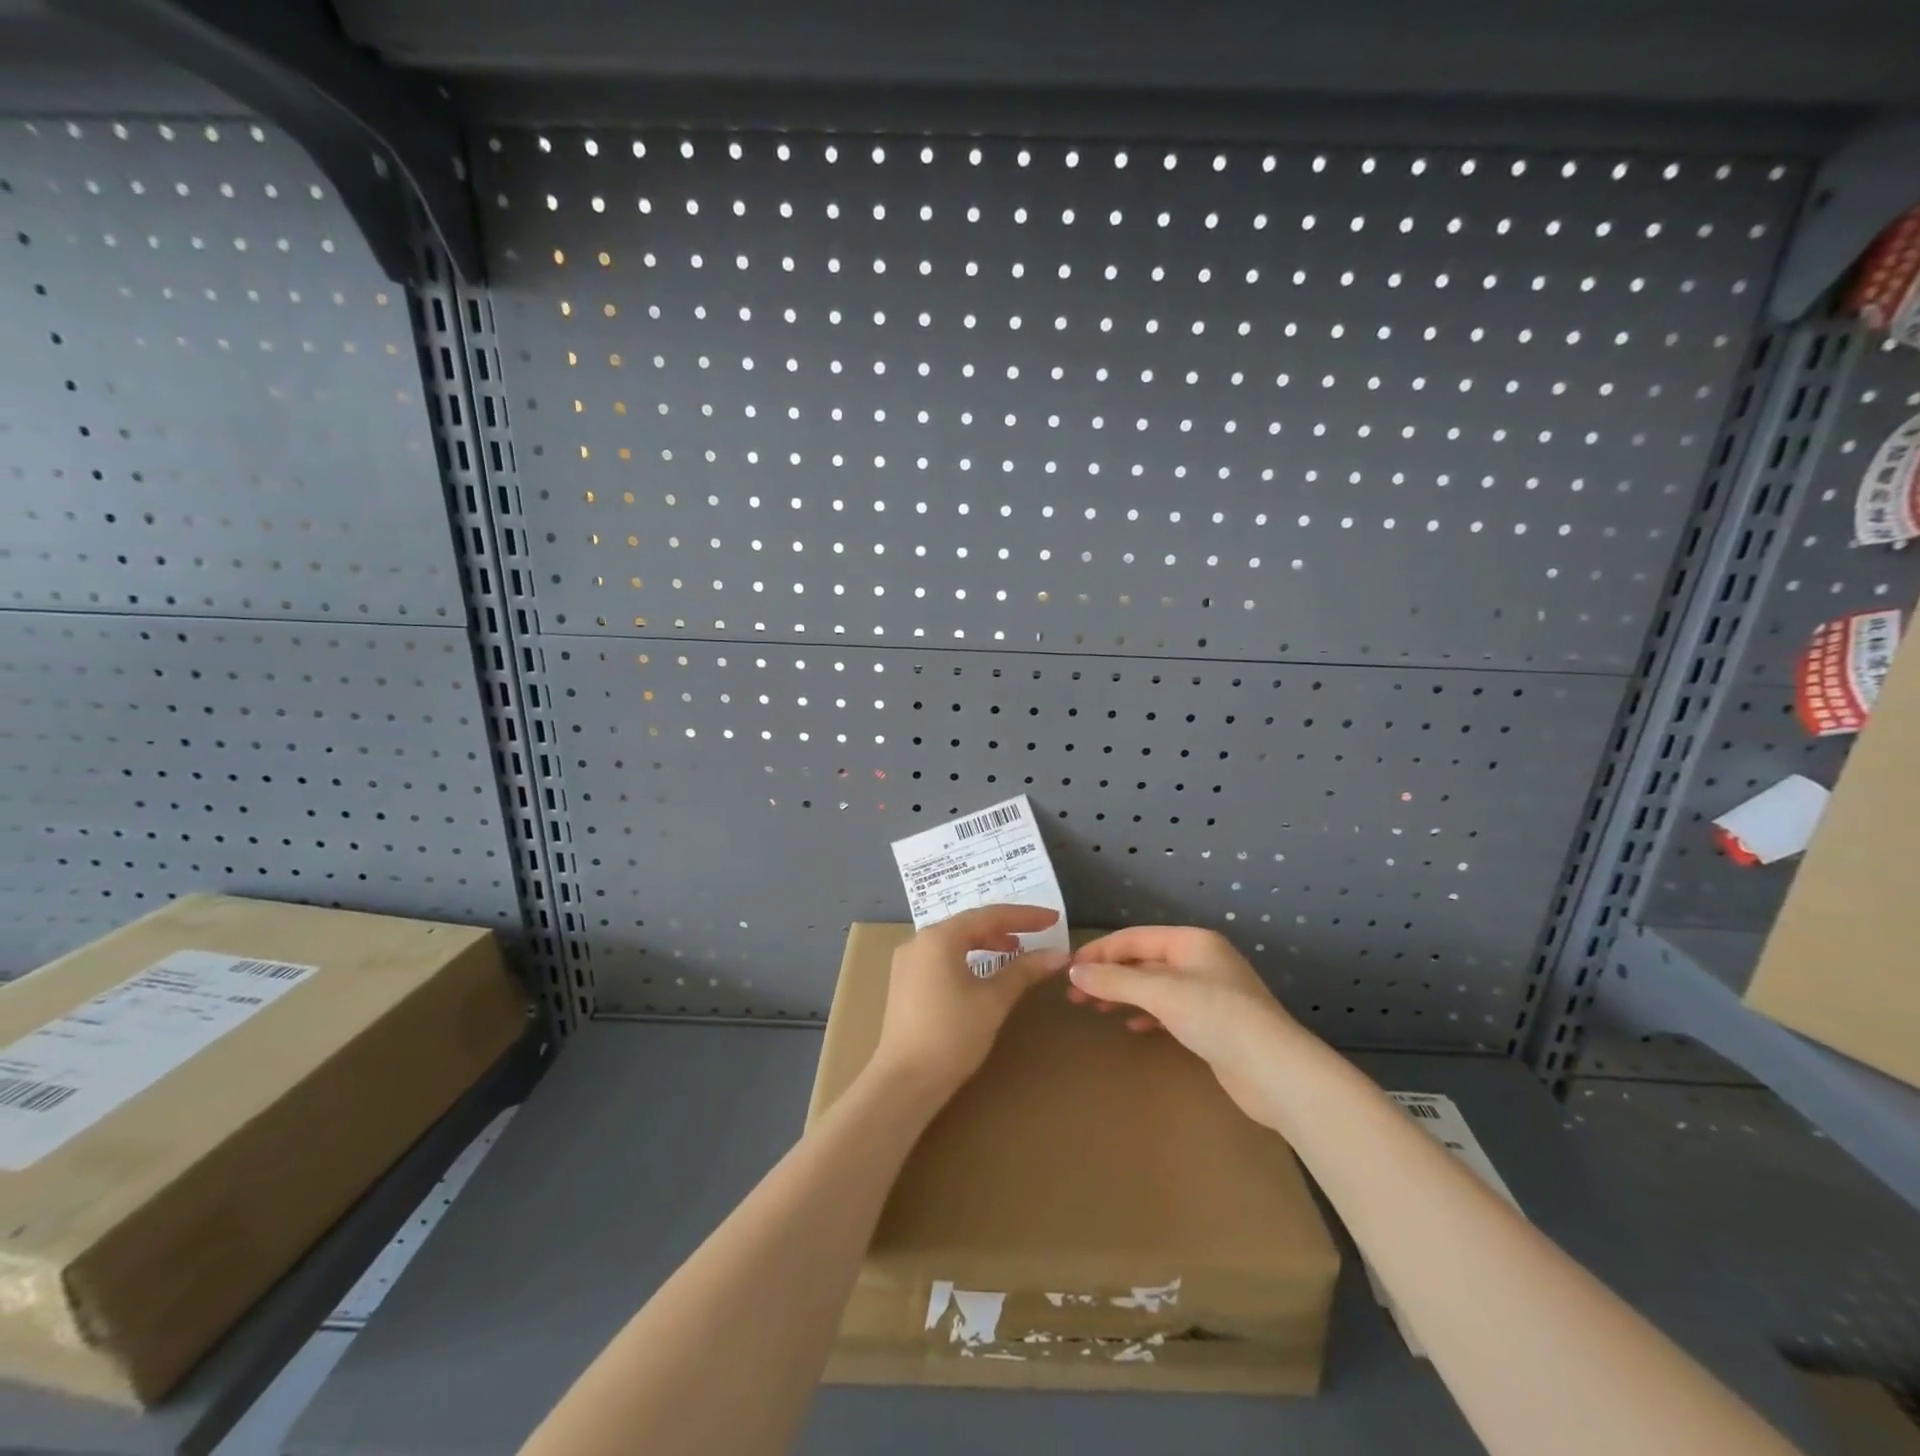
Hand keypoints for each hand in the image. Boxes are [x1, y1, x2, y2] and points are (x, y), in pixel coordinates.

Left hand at [869, 905, 1070, 1101]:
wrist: (905, 1081)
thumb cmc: (952, 1035)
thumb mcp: (993, 1000)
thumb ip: (1024, 970)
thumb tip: (1058, 954)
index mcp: (939, 937)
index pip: (989, 915)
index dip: (1024, 916)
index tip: (1052, 918)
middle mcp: (919, 941)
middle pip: (969, 924)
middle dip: (1005, 927)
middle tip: (1037, 934)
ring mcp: (908, 962)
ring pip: (954, 941)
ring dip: (986, 943)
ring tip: (1014, 951)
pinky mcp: (905, 982)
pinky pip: (942, 957)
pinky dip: (967, 957)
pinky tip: (983, 972)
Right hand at [1068, 926, 1309, 1121]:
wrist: (1276, 1072)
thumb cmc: (1217, 1018)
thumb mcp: (1160, 993)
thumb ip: (1115, 980)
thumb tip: (1074, 972)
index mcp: (1191, 941)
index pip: (1134, 938)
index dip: (1099, 951)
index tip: (1068, 970)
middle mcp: (1200, 960)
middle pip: (1143, 961)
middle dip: (1108, 975)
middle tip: (1075, 995)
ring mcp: (1208, 992)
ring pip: (1154, 986)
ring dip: (1124, 994)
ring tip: (1096, 1008)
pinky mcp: (1213, 1023)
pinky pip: (1168, 1009)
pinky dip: (1146, 1014)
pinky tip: (1132, 1027)